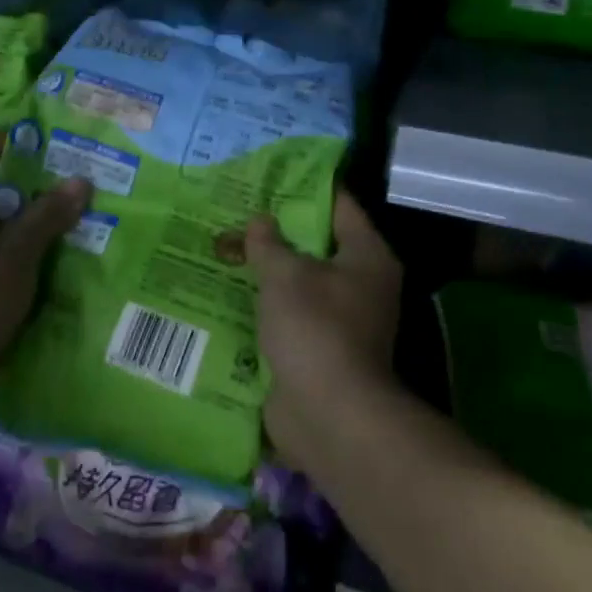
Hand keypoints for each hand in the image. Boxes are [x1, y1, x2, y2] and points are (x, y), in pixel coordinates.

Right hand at [246, 188, 400, 465]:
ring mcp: (341, 320)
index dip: (306, 187)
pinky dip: (264, 305)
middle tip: (237, 210)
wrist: (328, 416)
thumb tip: (259, 220)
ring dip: (267, 270)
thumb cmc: (315, 329)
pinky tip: (228, 291)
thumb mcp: (286, 275)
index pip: (339, 205)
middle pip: (316, 244)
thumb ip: (268, 243)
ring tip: (225, 246)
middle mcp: (360, 284)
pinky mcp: (318, 350)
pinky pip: (289, 315)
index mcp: (366, 256)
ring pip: (299, 281)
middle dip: (277, 230)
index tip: (271, 175)